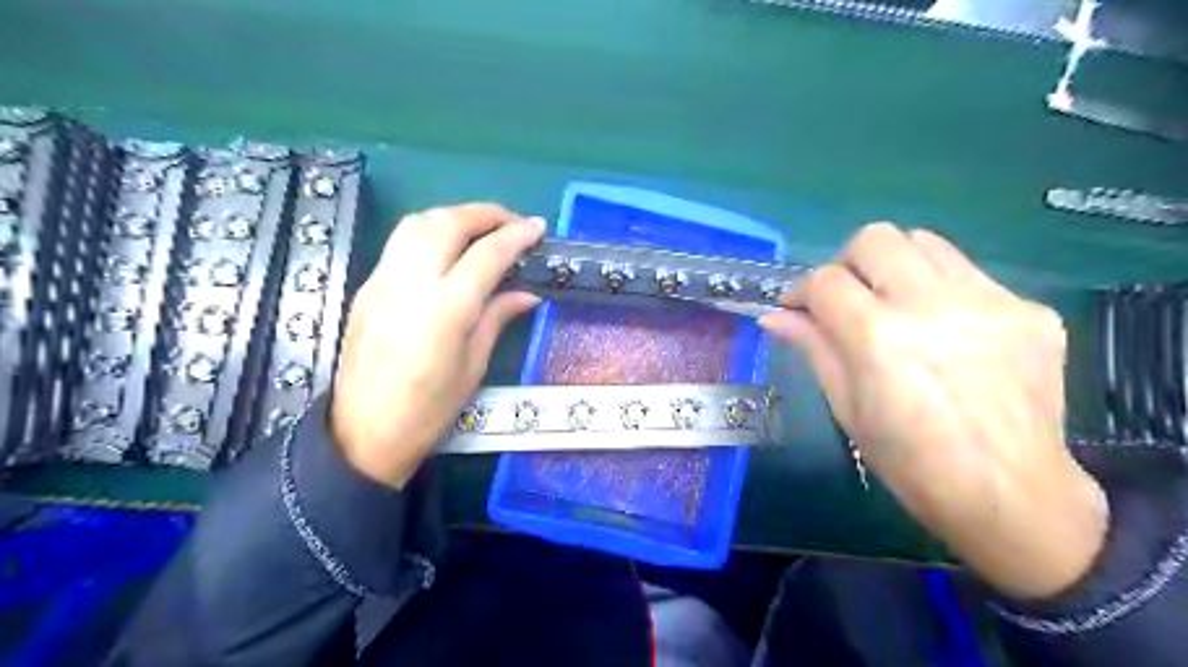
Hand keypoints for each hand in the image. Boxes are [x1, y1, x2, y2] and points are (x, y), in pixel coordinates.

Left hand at [327, 200, 540, 483]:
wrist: (363, 433)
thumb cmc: (429, 410)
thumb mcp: (474, 366)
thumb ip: (498, 318)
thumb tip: (527, 294)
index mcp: (446, 310)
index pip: (486, 254)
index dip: (516, 235)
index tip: (538, 227)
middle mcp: (411, 284)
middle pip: (448, 223)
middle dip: (486, 213)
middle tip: (513, 221)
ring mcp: (382, 281)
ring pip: (418, 223)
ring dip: (455, 215)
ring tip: (481, 228)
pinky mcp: (367, 287)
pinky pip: (401, 243)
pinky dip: (430, 231)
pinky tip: (448, 248)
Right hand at [766, 220, 1110, 599]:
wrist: (1012, 495)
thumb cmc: (910, 462)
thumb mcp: (847, 408)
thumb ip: (813, 348)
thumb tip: (775, 316)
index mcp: (879, 339)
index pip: (825, 280)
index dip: (802, 291)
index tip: (799, 309)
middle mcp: (933, 306)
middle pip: (875, 239)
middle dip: (847, 263)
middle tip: (846, 298)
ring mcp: (989, 303)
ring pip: (924, 241)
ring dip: (895, 265)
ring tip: (894, 303)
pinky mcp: (1030, 309)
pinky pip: (969, 273)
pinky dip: (940, 288)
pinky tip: (944, 329)